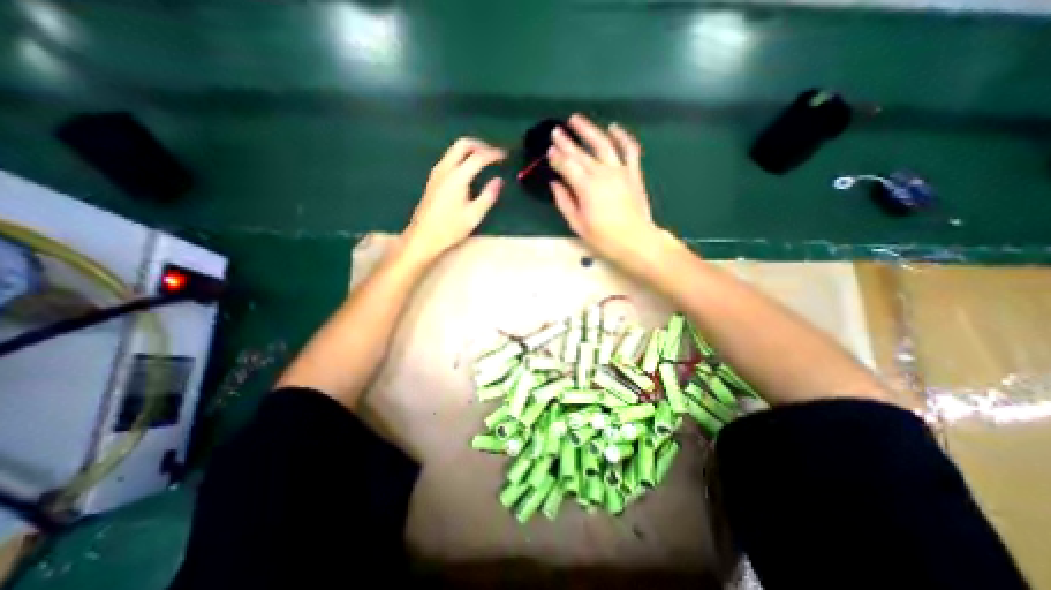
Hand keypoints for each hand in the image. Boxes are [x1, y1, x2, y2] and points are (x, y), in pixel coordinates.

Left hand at [404, 137, 506, 259]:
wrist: (423, 236)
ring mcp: (436, 173)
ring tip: (483, 161)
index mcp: (457, 177)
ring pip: (453, 150)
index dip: (493, 154)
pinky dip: (461, 157)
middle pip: (462, 144)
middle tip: (492, 154)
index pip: (478, 157)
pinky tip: (468, 170)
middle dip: (480, 145)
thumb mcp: (474, 215)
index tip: (504, 156)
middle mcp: (445, 169)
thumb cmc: (450, 228)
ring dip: (469, 150)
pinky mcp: (433, 179)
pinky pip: (449, 159)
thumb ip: (488, 195)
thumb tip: (498, 180)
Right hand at [547, 110, 658, 262]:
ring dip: (588, 130)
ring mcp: (620, 170)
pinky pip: (629, 149)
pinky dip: (622, 136)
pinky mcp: (633, 172)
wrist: (636, 241)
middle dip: (566, 141)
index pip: (567, 166)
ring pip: (603, 144)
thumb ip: (564, 202)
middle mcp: (602, 173)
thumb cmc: (604, 237)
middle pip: (580, 153)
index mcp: (586, 187)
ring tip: (575, 119)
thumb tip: (555, 184)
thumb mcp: (578, 224)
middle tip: (556, 131)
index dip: (556, 158)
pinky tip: (613, 127)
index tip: (549, 150)